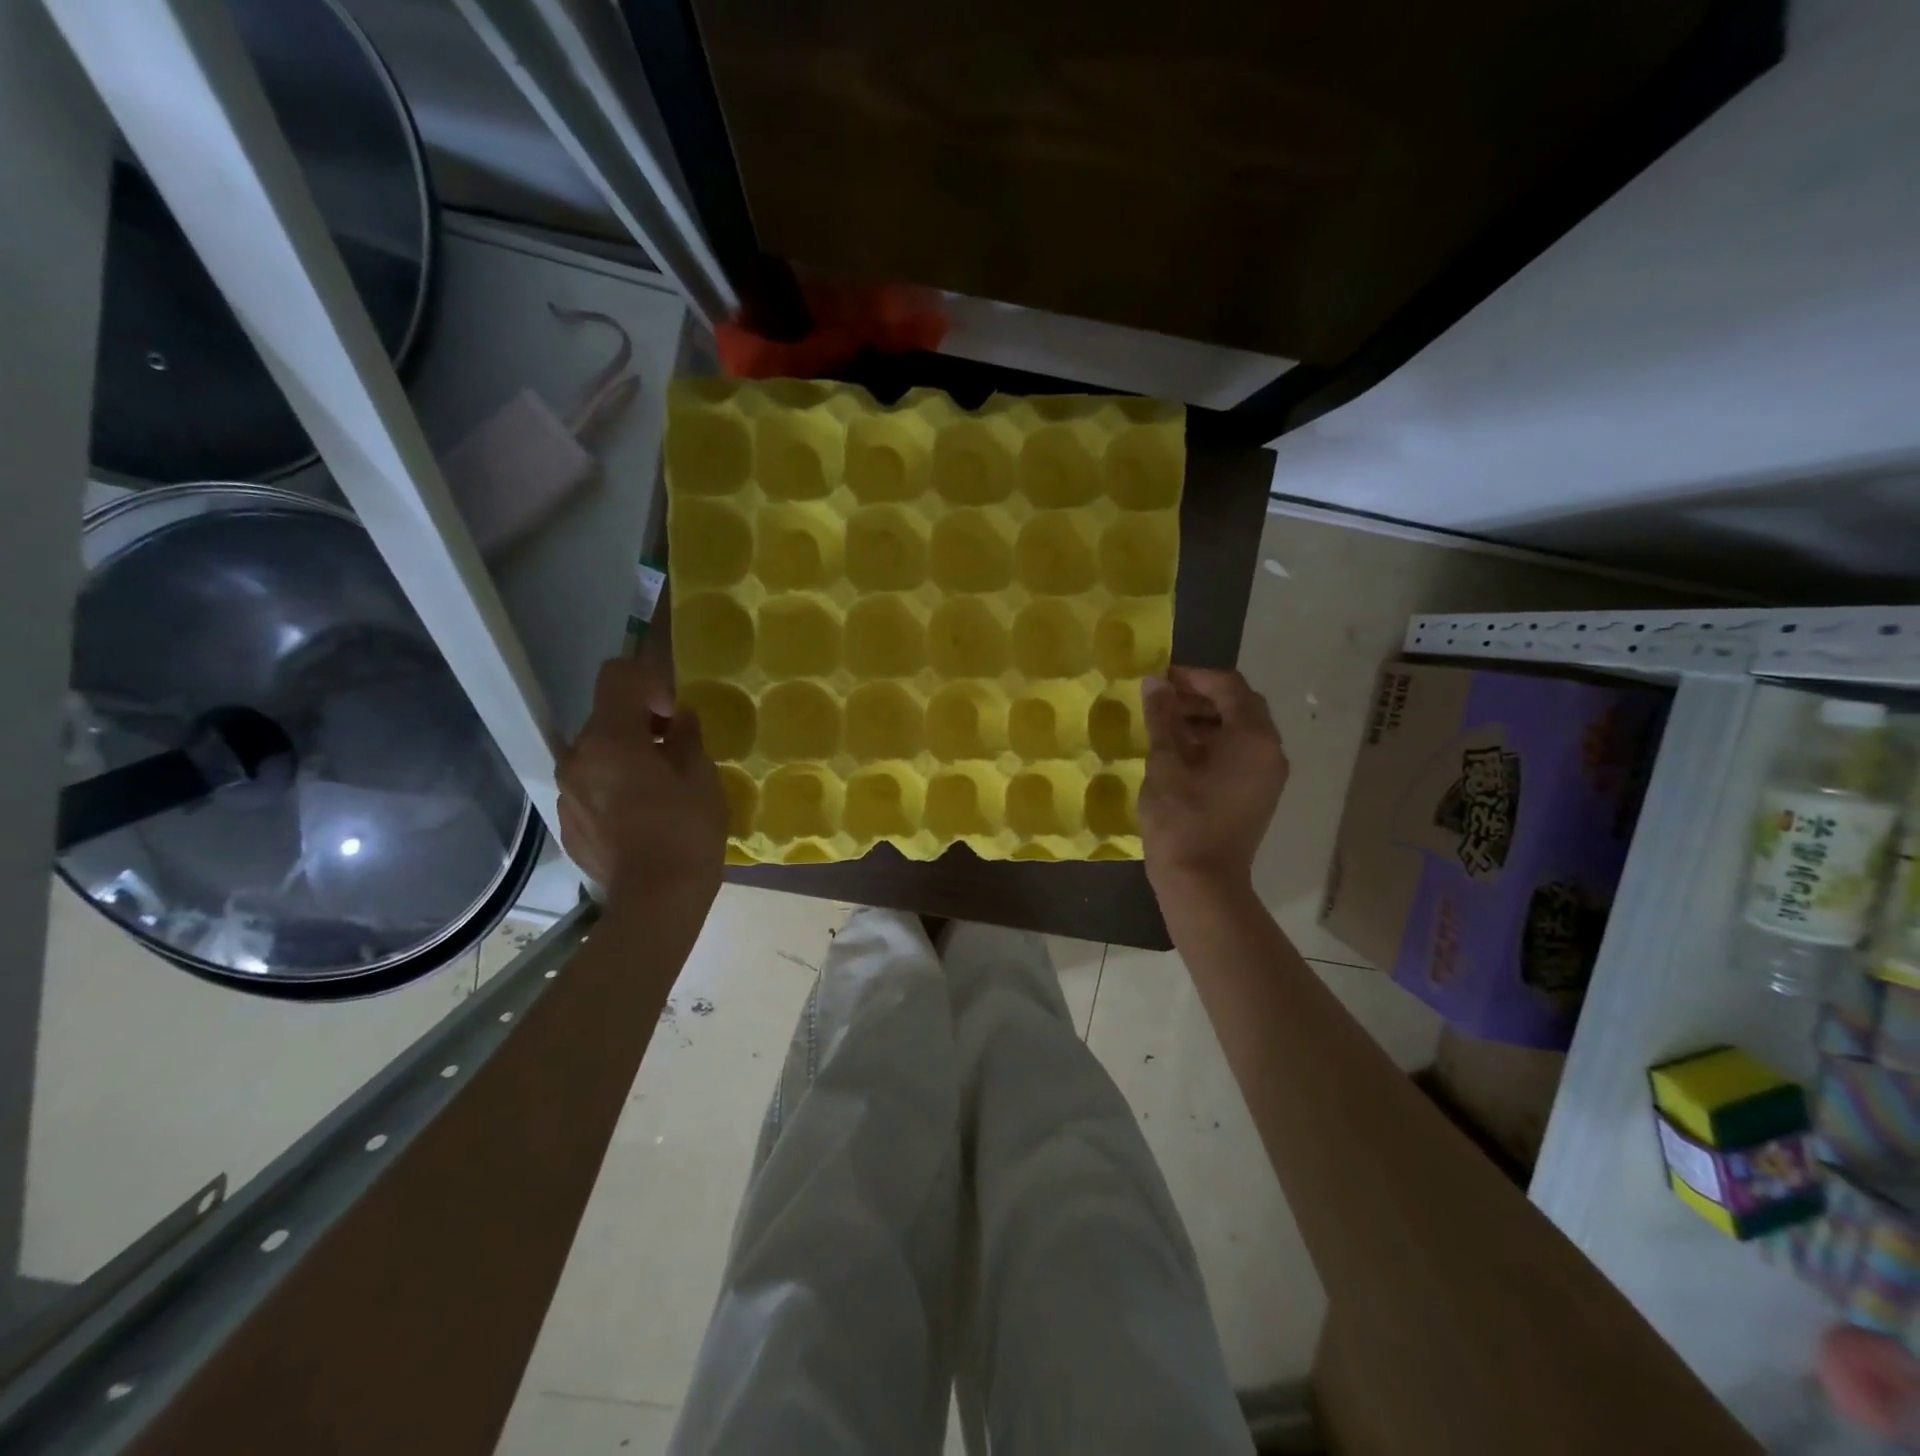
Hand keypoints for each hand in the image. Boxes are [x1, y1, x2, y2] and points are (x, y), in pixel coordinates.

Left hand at [557, 656, 727, 909]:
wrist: (655, 902)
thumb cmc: (686, 832)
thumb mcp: (701, 777)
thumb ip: (686, 737)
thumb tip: (678, 719)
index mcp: (610, 739)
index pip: (616, 676)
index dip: (648, 682)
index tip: (672, 714)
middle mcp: (577, 758)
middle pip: (605, 719)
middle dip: (639, 725)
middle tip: (675, 753)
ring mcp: (566, 793)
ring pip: (597, 756)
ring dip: (625, 758)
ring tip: (659, 790)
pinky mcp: (567, 823)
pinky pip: (590, 789)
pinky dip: (614, 789)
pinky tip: (641, 819)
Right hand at [1139, 667, 1287, 896]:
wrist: (1202, 881)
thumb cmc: (1181, 817)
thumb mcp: (1165, 762)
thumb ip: (1162, 717)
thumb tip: (1155, 682)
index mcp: (1253, 736)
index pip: (1229, 686)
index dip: (1194, 677)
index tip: (1160, 680)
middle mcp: (1271, 750)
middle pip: (1240, 705)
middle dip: (1201, 697)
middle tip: (1162, 701)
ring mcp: (1268, 774)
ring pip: (1241, 730)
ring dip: (1207, 720)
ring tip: (1166, 726)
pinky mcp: (1259, 793)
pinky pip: (1241, 753)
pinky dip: (1215, 743)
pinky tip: (1182, 753)